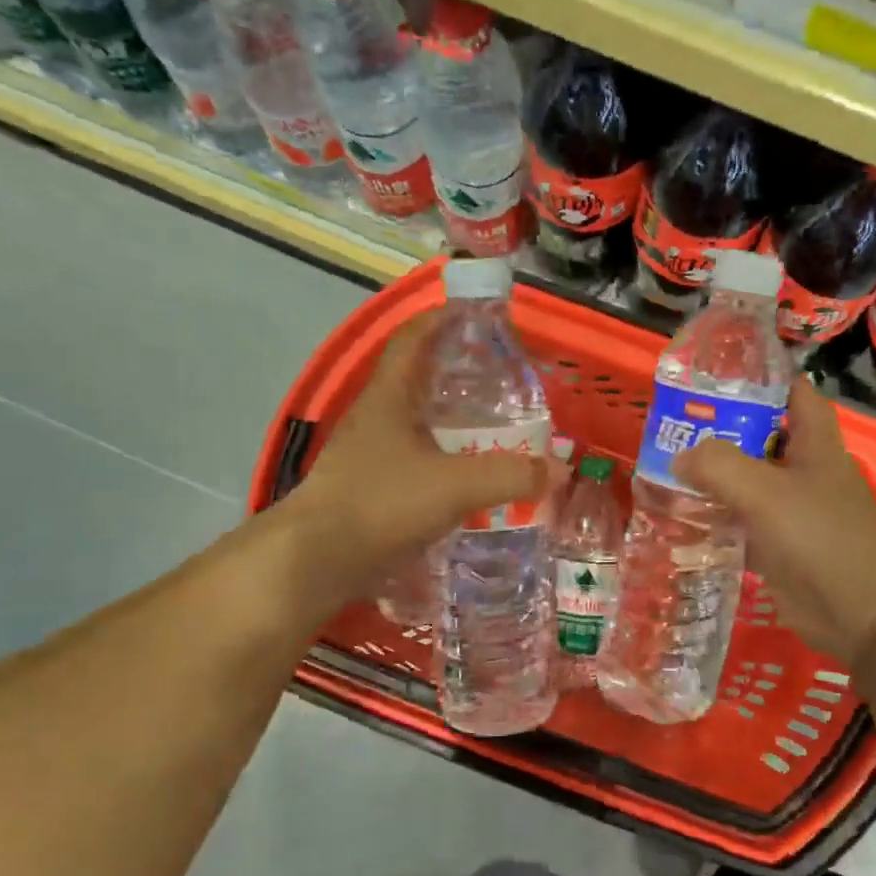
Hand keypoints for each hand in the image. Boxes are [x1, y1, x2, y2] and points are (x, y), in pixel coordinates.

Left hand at [270, 311, 551, 613]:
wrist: (316, 560)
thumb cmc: (381, 503)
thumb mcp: (455, 485)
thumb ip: (510, 475)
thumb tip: (559, 469)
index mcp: (388, 397)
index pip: (412, 339)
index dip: (441, 319)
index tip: (476, 315)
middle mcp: (375, 418)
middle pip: (417, 381)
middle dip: (457, 376)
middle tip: (502, 382)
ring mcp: (367, 455)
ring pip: (416, 425)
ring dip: (451, 424)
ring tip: (494, 431)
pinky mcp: (368, 488)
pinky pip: (412, 462)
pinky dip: (442, 462)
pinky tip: (466, 480)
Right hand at [672, 379, 875, 664]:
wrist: (861, 613)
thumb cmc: (822, 539)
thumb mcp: (768, 493)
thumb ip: (720, 467)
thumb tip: (679, 457)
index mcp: (814, 442)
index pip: (791, 391)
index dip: (760, 375)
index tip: (713, 372)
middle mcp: (802, 468)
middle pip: (759, 434)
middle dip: (719, 427)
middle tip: (670, 421)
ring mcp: (789, 508)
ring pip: (745, 478)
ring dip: (711, 473)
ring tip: (662, 462)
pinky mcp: (776, 543)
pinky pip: (739, 519)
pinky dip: (714, 514)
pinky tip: (678, 512)